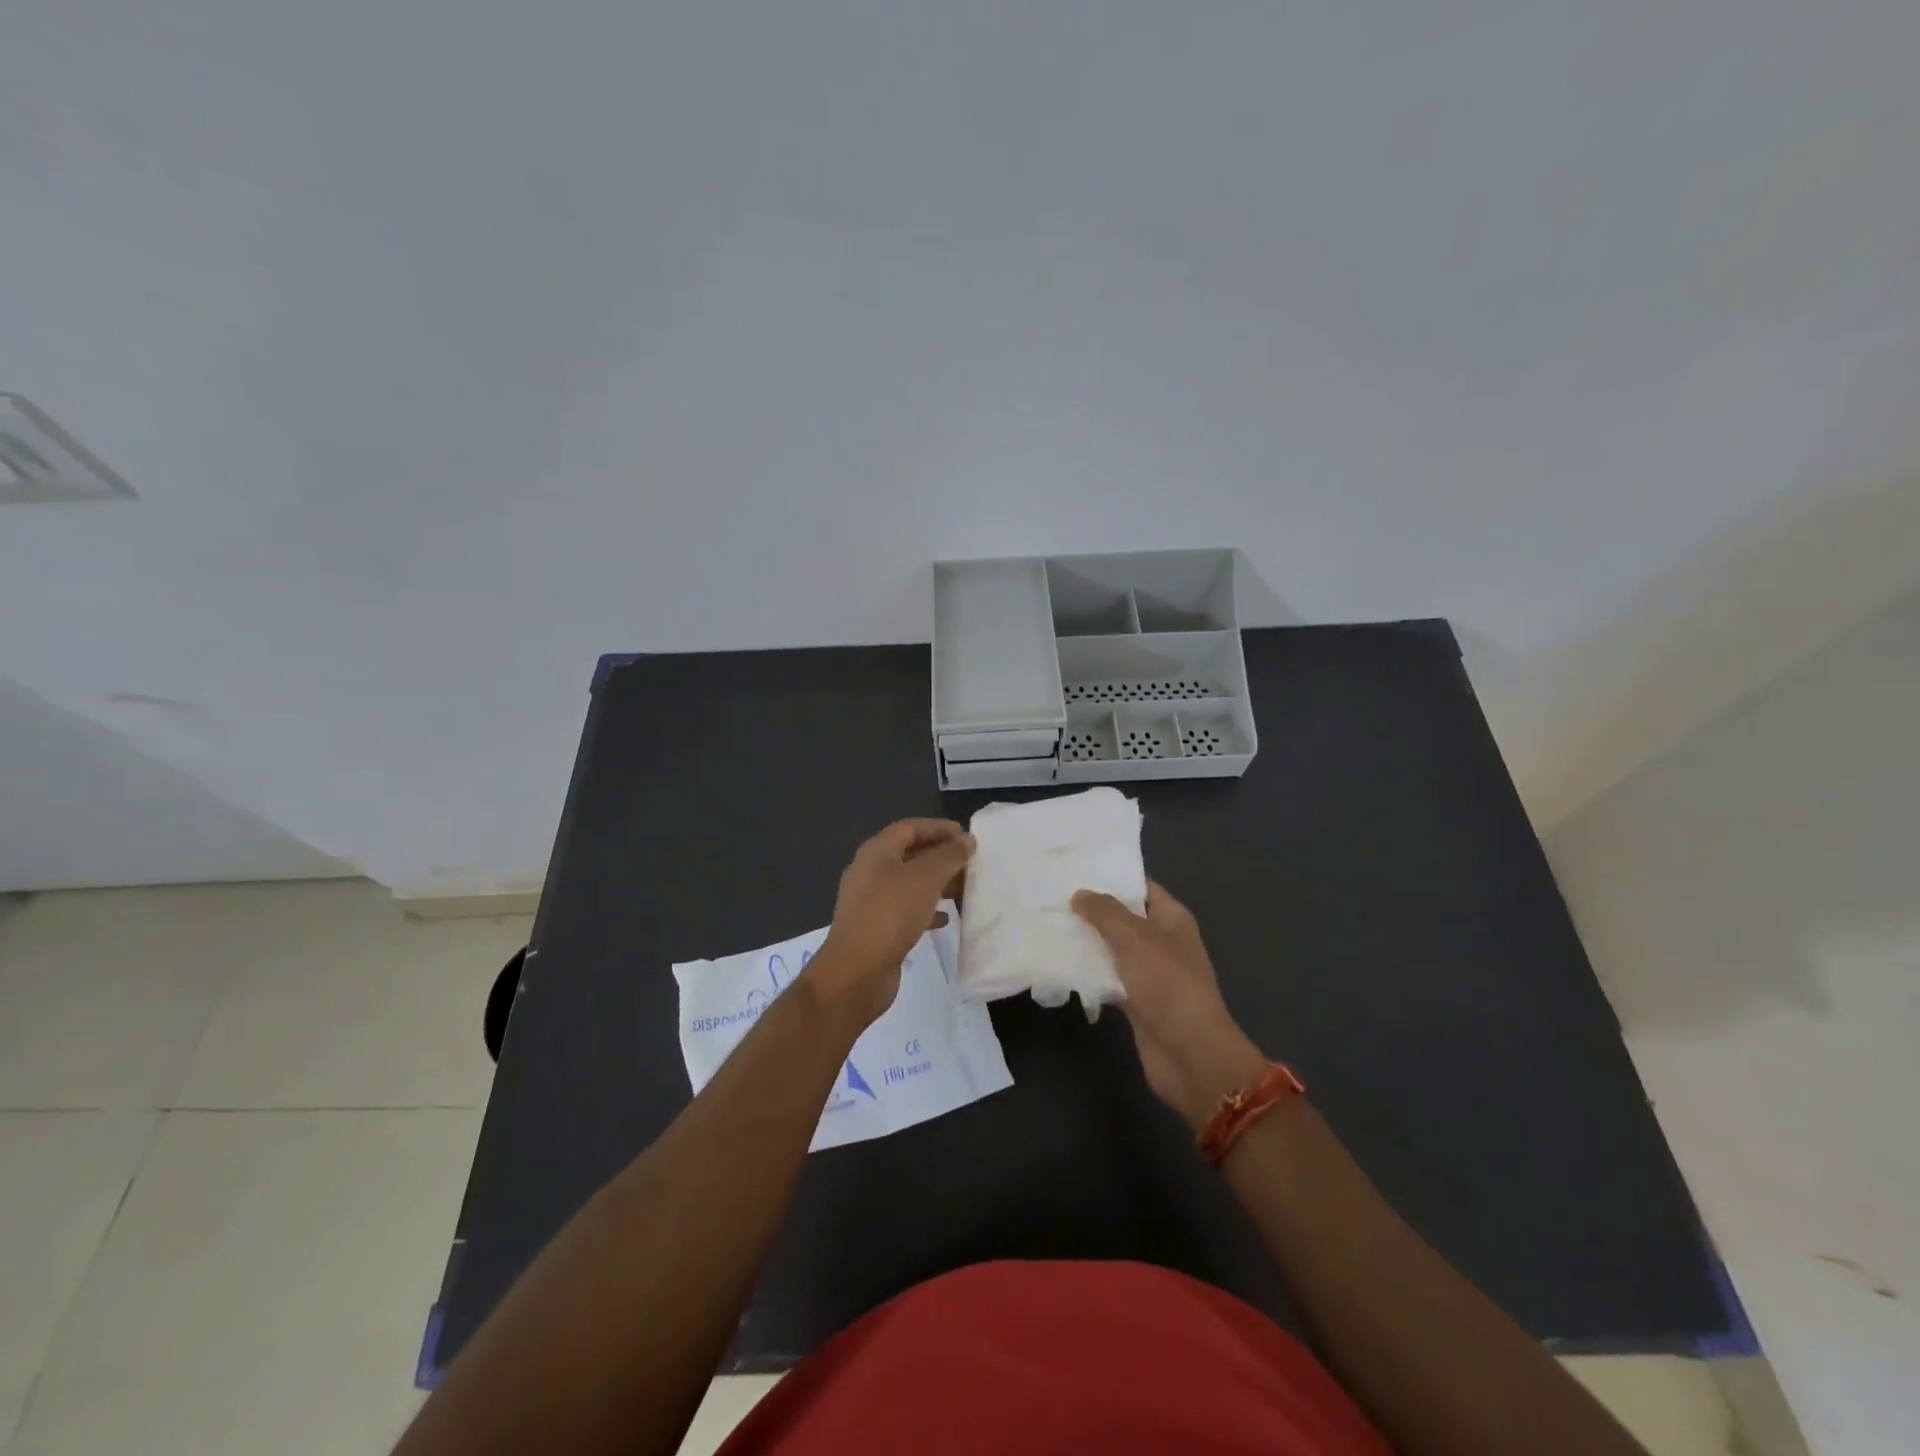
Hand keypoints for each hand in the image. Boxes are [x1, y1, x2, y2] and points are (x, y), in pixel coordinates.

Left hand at [812, 818, 972, 1026]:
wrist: (857, 971)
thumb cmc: (891, 913)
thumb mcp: (926, 878)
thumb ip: (949, 855)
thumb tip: (966, 841)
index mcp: (876, 851)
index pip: (910, 827)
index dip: (938, 828)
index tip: (966, 835)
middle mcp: (870, 871)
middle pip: (909, 854)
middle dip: (940, 856)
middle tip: (969, 862)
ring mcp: (870, 901)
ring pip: (909, 883)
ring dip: (936, 883)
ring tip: (963, 888)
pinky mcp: (875, 928)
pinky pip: (905, 909)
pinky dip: (926, 909)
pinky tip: (945, 919)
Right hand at [1072, 881, 1266, 1129]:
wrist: (1189, 1054)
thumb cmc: (1167, 985)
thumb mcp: (1135, 938)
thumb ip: (1105, 912)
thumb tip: (1080, 894)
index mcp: (1172, 919)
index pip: (1141, 887)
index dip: (1113, 876)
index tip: (1076, 867)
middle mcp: (1162, 941)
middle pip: (1124, 917)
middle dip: (1092, 908)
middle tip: (1052, 894)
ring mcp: (1149, 973)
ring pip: (1113, 948)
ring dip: (1087, 940)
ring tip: (1048, 923)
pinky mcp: (1136, 1001)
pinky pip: (1108, 977)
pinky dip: (1088, 972)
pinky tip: (1058, 962)